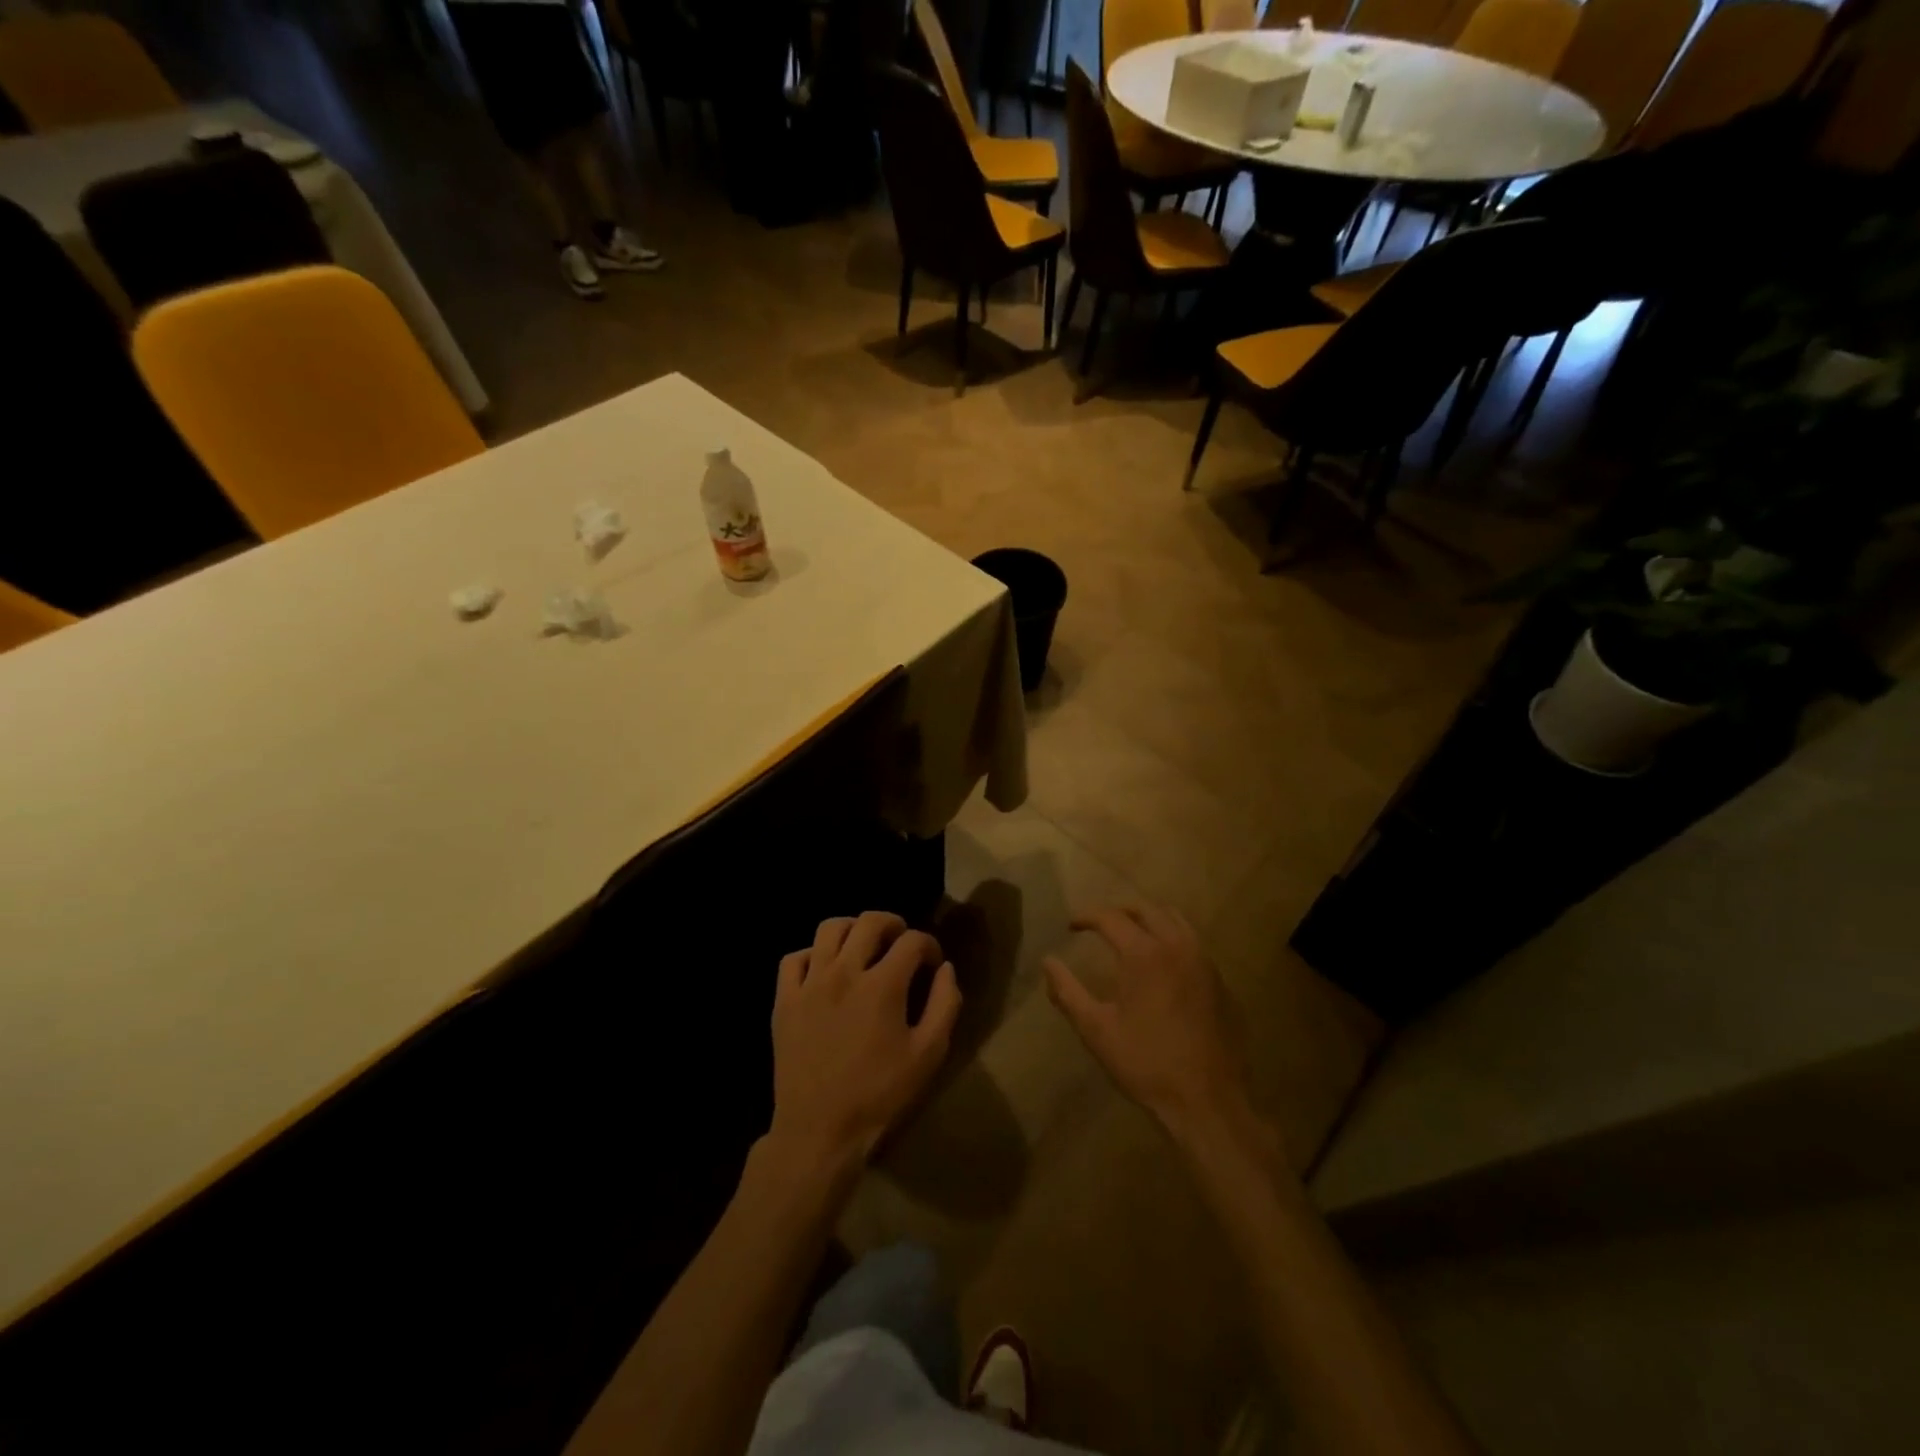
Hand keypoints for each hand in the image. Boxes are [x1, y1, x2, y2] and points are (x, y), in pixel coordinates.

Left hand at [769, 912, 960, 1173]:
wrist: (819, 1131)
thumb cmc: (880, 1094)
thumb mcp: (928, 1054)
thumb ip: (945, 1004)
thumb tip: (946, 968)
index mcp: (882, 985)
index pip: (912, 941)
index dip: (928, 945)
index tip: (932, 963)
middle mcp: (844, 972)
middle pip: (870, 921)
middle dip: (894, 924)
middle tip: (901, 943)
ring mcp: (810, 983)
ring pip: (830, 928)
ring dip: (853, 930)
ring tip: (863, 948)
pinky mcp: (784, 1000)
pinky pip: (794, 958)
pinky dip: (813, 955)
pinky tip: (825, 972)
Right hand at [1045, 905, 1257, 1147]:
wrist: (1207, 1100)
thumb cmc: (1145, 1064)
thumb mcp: (1096, 1030)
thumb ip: (1067, 992)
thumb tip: (1048, 962)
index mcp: (1144, 954)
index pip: (1111, 917)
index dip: (1087, 916)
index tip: (1072, 925)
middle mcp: (1177, 946)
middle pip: (1146, 908)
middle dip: (1119, 910)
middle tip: (1100, 925)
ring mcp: (1204, 962)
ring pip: (1175, 919)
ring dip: (1149, 918)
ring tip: (1131, 934)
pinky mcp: (1220, 981)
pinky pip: (1193, 943)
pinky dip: (1172, 938)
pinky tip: (1162, 964)